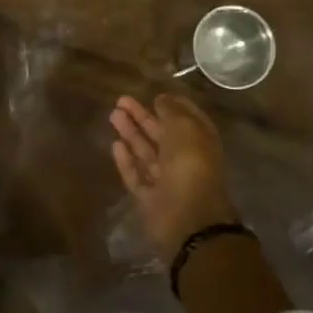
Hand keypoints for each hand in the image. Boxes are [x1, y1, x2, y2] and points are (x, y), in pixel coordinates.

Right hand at [109, 94, 235, 255]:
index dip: (171, 105)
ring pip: (146, 152)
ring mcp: (167, 181)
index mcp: (200, 142)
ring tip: (113, 115)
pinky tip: (115, 145)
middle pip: (161, 134)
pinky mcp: (150, 198)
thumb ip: (171, 110)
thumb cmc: (190, 165)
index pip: (186, 118)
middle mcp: (184, 160)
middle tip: (121, 101)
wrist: (188, 217)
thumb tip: (161, 99)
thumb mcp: (185, 127)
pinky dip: (127, 161)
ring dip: (131, 133)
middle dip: (142, 117)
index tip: (153, 94)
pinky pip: (137, 176)